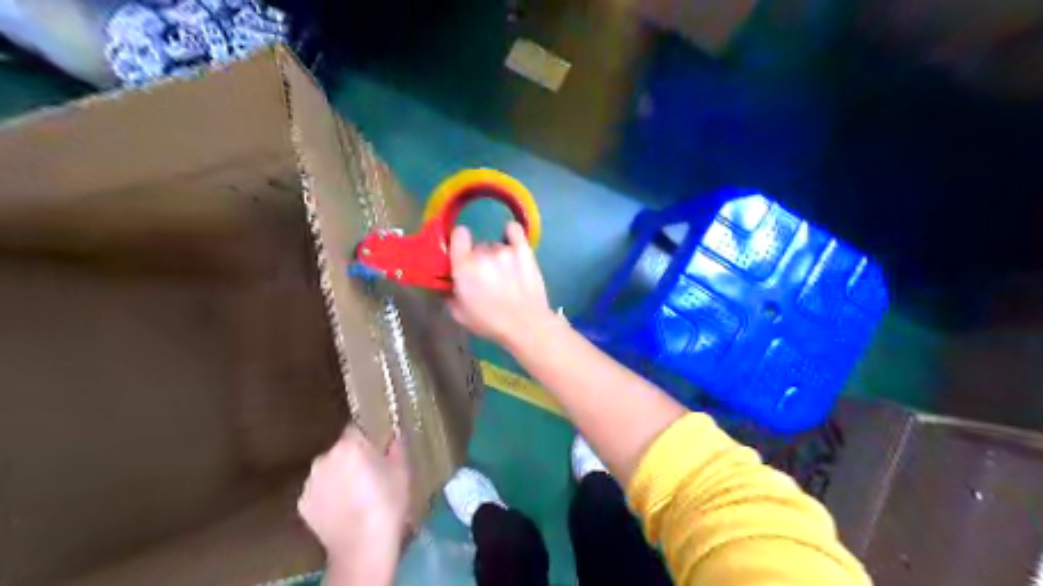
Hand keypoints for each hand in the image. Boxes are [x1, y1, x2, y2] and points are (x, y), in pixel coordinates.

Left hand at [299, 424, 408, 579]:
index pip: (357, 428)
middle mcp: (325, 457)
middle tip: (371, 473)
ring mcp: (310, 482)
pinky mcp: (302, 504)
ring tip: (357, 494)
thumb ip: (397, 447)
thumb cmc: (387, 504)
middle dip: (354, 457)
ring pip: (329, 470)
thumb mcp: (402, 471)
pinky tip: (343, 509)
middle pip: (341, 450)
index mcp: (350, 445)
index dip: (369, 437)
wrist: (362, 549)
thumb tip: (394, 436)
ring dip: (340, 476)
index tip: (379, 448)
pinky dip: (329, 495)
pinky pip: (319, 491)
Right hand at [452, 219, 557, 347]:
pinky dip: (511, 235)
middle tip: (486, 277)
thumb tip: (447, 284)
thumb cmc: (490, 323)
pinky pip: (515, 230)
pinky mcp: (524, 251)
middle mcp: (483, 253)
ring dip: (497, 256)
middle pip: (478, 246)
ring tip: (505, 274)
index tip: (462, 254)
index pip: (458, 234)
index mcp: (464, 267)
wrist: (526, 325)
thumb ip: (449, 294)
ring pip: (496, 245)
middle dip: (479, 259)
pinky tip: (512, 244)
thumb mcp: (459, 314)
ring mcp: (505, 250)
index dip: (459, 243)